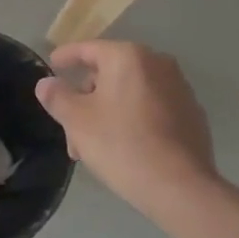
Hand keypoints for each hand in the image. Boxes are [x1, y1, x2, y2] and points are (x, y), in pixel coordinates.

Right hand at [35, 40, 219, 217]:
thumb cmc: (122, 145)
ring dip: (109, 111)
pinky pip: (152, 108)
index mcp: (128, 57)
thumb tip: (46, 83)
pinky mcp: (192, 115)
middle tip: (71, 127)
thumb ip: (57, 96)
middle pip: (110, 73)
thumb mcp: (77, 121)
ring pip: (131, 93)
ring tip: (93, 145)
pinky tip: (125, 147)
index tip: (52, 64)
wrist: (181, 188)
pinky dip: (134, 119)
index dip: (66, 57)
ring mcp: (179, 89)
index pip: (88, 49)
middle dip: (87, 97)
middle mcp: (157, 63)